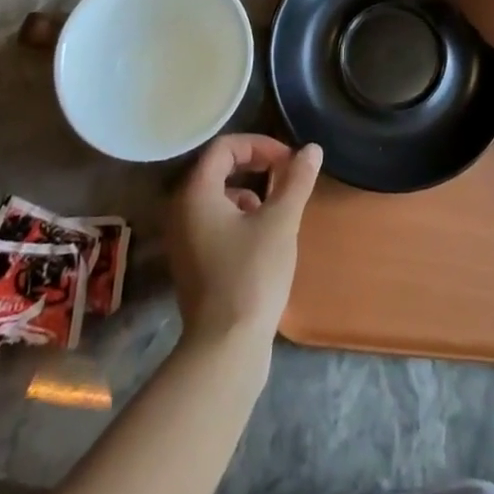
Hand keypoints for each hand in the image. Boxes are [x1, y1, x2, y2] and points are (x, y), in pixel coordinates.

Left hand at [168, 134, 322, 349]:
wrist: (225, 349)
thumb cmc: (252, 275)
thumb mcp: (281, 221)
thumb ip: (296, 180)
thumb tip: (312, 149)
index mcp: (196, 193)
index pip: (224, 147)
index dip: (258, 145)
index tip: (287, 160)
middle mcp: (181, 211)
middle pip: (218, 169)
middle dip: (255, 166)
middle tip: (285, 175)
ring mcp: (183, 240)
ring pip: (217, 197)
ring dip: (249, 192)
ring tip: (277, 209)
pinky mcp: (192, 263)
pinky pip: (215, 222)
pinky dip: (239, 218)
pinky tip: (263, 238)